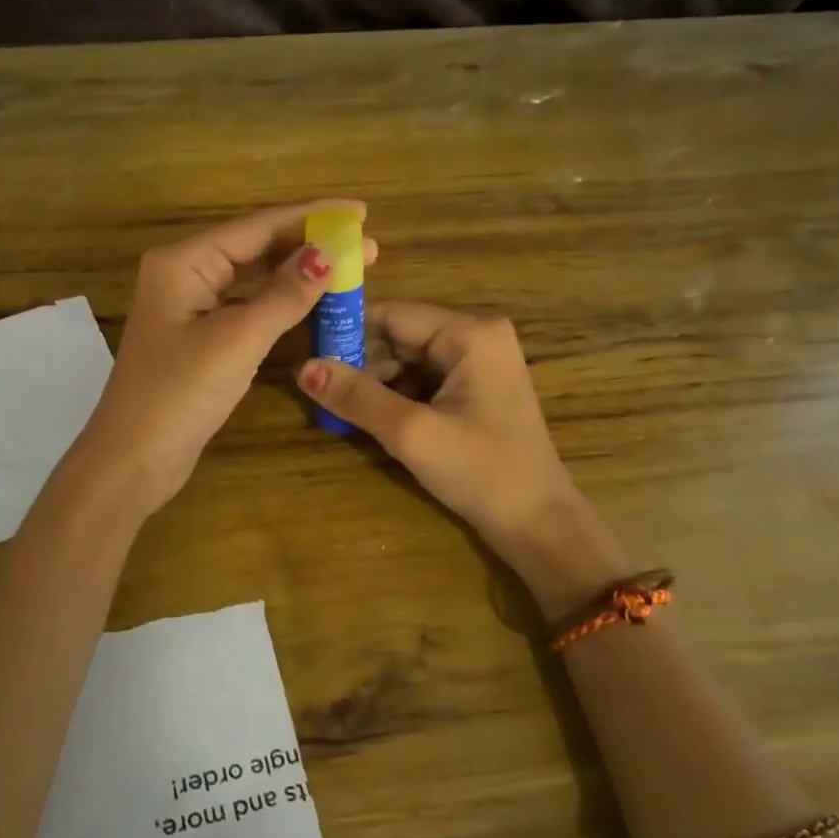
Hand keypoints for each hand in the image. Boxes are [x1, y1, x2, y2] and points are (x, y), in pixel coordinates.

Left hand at [75, 202, 375, 518]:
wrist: (133, 458)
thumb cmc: (180, 393)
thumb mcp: (238, 340)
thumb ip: (284, 295)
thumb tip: (328, 253)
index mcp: (184, 261)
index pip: (257, 226)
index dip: (311, 217)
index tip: (361, 211)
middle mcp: (185, 274)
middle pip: (255, 247)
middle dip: (310, 244)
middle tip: (366, 244)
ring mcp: (190, 307)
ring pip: (253, 278)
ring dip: (298, 273)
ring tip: (349, 267)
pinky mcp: (199, 337)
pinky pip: (247, 306)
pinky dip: (280, 303)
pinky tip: (311, 300)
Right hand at [295, 303, 625, 599]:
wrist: (537, 523)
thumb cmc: (481, 472)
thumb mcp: (411, 433)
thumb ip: (356, 396)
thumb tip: (301, 367)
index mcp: (470, 333)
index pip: (392, 314)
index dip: (347, 331)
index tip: (305, 353)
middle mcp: (476, 335)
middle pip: (399, 335)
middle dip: (359, 362)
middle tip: (316, 388)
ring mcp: (478, 362)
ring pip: (407, 359)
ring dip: (374, 382)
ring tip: (337, 407)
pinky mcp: (475, 388)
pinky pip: (422, 379)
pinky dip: (394, 396)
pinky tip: (369, 417)